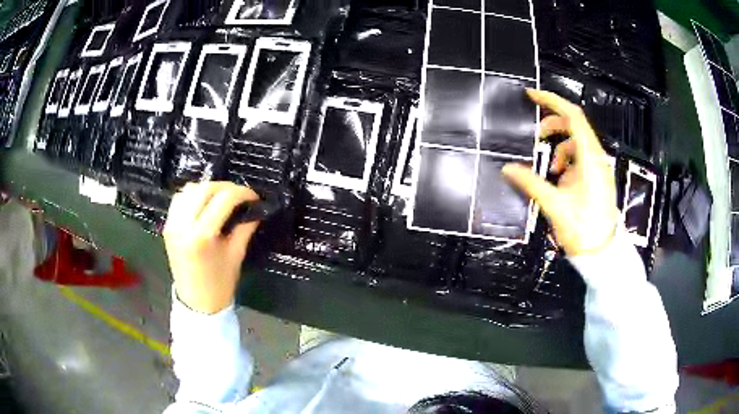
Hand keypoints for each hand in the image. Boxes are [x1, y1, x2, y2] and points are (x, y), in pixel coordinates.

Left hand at [163, 182, 260, 313]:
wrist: (197, 303)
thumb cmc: (220, 283)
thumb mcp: (236, 255)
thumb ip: (245, 227)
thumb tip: (255, 209)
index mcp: (201, 236)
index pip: (223, 199)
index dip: (242, 193)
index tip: (254, 197)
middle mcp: (183, 225)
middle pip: (204, 188)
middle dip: (225, 187)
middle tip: (240, 195)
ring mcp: (172, 224)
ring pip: (189, 190)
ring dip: (208, 188)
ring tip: (222, 198)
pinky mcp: (168, 226)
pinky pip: (179, 199)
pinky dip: (193, 195)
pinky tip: (204, 203)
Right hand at [502, 90, 618, 255]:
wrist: (602, 253)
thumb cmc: (583, 229)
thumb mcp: (555, 206)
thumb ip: (531, 183)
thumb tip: (508, 169)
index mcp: (590, 159)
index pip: (573, 116)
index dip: (552, 101)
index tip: (531, 96)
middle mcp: (597, 158)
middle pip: (574, 125)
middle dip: (553, 124)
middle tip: (536, 135)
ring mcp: (598, 167)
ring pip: (577, 140)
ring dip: (560, 145)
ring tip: (550, 165)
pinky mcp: (597, 176)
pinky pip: (580, 156)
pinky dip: (567, 158)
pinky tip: (560, 176)